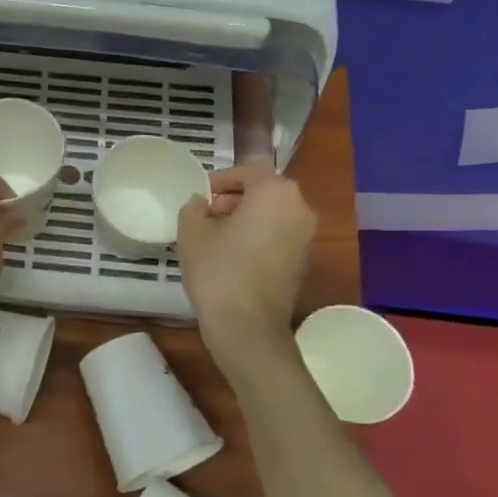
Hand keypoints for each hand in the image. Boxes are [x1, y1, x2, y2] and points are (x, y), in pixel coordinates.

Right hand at [177, 161, 315, 365]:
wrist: (247, 326)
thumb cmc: (218, 271)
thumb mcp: (191, 233)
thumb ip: (193, 208)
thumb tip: (199, 204)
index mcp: (276, 193)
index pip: (250, 170)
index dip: (222, 179)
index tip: (201, 197)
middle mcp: (300, 209)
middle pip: (265, 192)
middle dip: (235, 199)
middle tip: (207, 216)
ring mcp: (305, 237)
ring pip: (273, 215)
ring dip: (246, 219)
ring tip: (216, 238)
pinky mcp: (302, 262)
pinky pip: (278, 237)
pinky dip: (257, 238)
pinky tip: (232, 258)